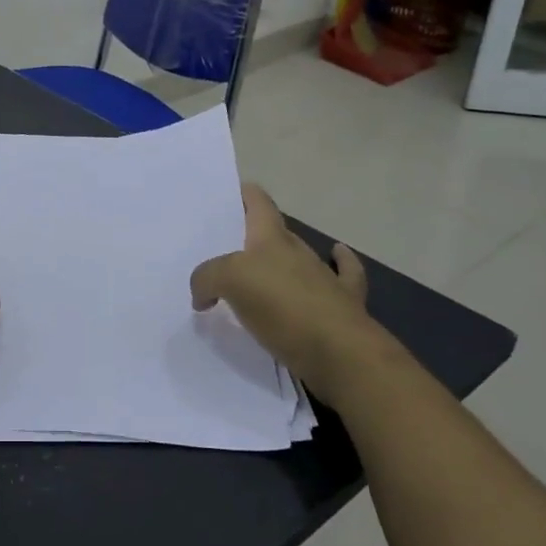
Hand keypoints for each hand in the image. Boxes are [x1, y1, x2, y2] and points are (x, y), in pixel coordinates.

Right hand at [190, 184, 395, 388]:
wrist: (340, 352)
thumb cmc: (283, 306)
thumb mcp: (229, 281)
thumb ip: (207, 278)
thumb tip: (203, 295)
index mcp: (271, 238)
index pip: (258, 203)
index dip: (244, 194)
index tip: (229, 194)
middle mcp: (298, 252)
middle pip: (274, 233)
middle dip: (252, 237)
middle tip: (224, 252)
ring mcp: (325, 277)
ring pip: (300, 260)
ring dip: (282, 263)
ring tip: (254, 280)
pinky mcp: (343, 306)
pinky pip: (341, 279)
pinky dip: (339, 268)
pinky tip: (332, 267)